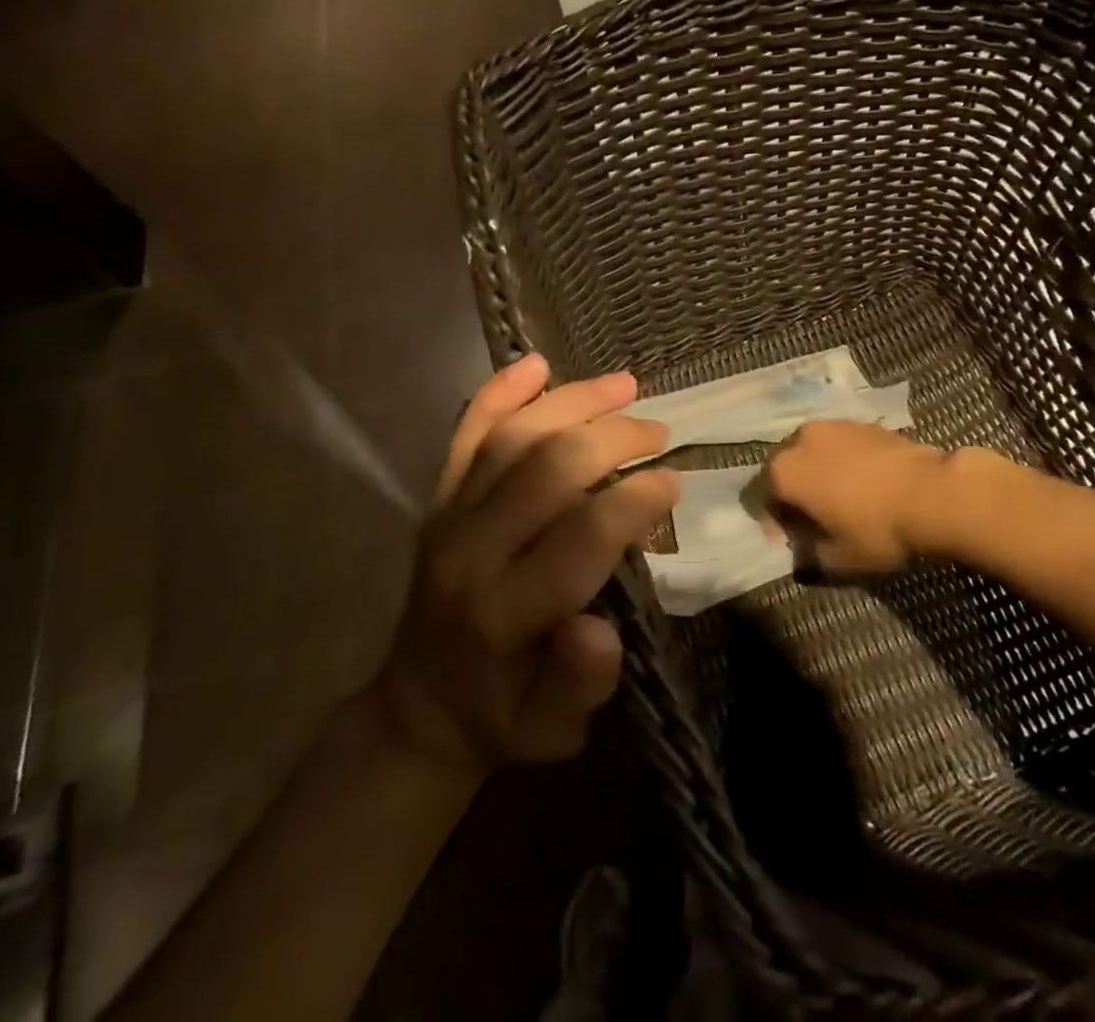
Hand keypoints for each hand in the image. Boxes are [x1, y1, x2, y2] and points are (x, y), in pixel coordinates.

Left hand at [368, 354, 676, 778]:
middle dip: (612, 439)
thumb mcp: (553, 730)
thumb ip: (580, 684)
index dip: (634, 502)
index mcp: (504, 612)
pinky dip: (498, 394)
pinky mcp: (438, 499)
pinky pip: (465, 435)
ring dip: (572, 402)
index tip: (674, 481)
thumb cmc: (503, 716)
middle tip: (658, 432)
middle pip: (547, 470)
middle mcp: (470, 552)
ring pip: (511, 438)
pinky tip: (536, 365)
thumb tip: (599, 628)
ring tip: (625, 385)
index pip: (580, 537)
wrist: (420, 706)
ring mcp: (448, 517)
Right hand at [763, 421, 948, 574]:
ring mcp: (834, 426)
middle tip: (812, 519)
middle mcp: (801, 439)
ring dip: (818, 472)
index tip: (792, 541)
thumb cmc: (877, 530)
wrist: (934, 493)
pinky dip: (843, 461)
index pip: (763, 496)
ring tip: (839, 498)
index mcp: (785, 471)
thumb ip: (811, 554)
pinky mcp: (865, 423)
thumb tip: (805, 550)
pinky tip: (864, 483)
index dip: (774, 522)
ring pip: (814, 451)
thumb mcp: (839, 558)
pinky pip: (841, 444)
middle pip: (786, 467)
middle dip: (793, 491)